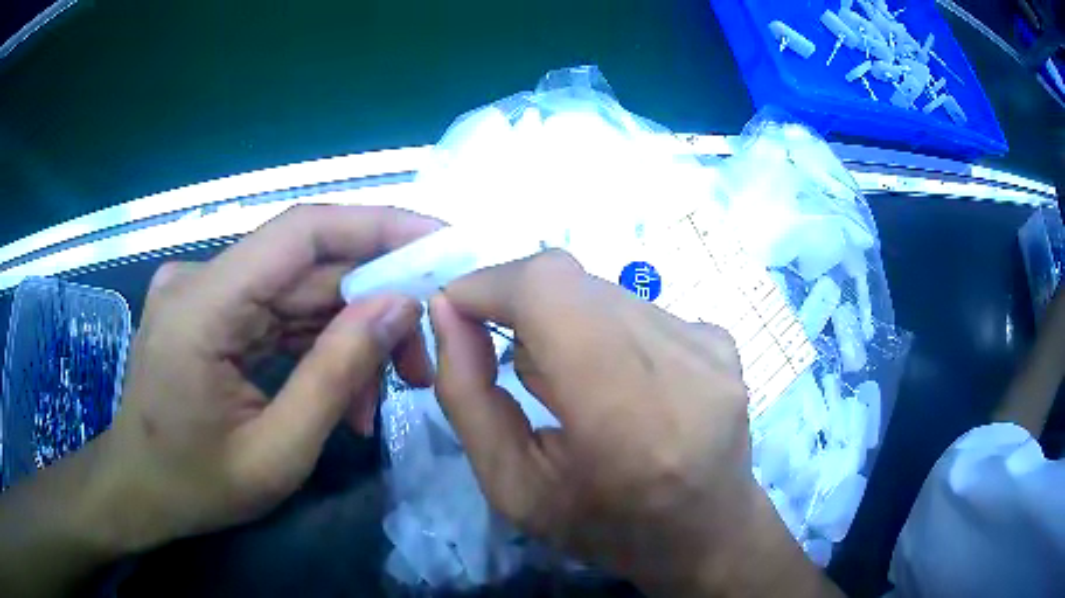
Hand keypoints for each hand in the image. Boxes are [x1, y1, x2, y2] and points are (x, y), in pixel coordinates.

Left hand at [91, 205, 436, 552]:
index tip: (439, 242)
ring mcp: (201, 291)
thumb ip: (336, 377)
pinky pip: (276, 312)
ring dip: (346, 337)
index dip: (376, 226)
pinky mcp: (208, 308)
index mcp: (200, 308)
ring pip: (298, 293)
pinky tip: (339, 392)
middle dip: (372, 308)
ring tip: (376, 399)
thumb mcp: (276, 454)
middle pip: (306, 268)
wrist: (138, 490)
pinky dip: (315, 346)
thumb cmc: (195, 486)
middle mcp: (199, 280)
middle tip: (420, 361)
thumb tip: (399, 307)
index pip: (299, 232)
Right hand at [429, 251, 837, 596]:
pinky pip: (636, 307)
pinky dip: (604, 330)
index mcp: (625, 415)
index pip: (551, 289)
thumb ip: (467, 398)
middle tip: (508, 356)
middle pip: (573, 281)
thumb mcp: (513, 488)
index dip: (492, 283)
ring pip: (602, 290)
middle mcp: (679, 363)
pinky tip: (616, 383)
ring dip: (563, 320)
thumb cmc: (606, 528)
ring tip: (569, 382)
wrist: (708, 534)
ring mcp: (708, 345)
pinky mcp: (719, 339)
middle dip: (520, 304)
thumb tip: (447, 314)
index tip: (457, 309)